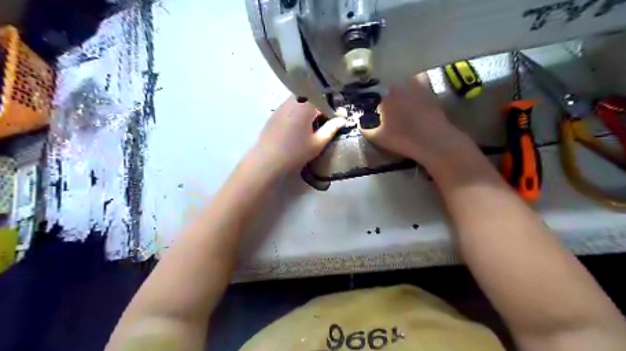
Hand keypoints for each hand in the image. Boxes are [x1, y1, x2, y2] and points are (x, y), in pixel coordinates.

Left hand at [251, 96, 346, 174]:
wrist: (267, 160)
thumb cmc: (295, 153)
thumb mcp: (317, 143)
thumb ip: (331, 129)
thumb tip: (342, 119)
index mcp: (305, 106)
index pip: (323, 99)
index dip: (332, 108)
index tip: (338, 118)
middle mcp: (293, 101)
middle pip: (311, 97)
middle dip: (320, 106)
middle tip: (326, 121)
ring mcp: (281, 106)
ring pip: (300, 101)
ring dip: (309, 109)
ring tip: (313, 124)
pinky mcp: (274, 113)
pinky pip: (290, 106)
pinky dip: (298, 112)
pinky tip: (299, 126)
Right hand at [357, 72, 468, 166]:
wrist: (432, 140)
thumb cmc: (402, 138)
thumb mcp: (378, 138)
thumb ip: (365, 130)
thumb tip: (359, 125)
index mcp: (385, 96)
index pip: (375, 92)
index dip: (374, 100)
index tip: (375, 108)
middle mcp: (400, 85)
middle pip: (390, 84)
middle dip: (387, 92)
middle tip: (387, 103)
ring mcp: (417, 85)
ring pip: (406, 79)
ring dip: (402, 84)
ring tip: (401, 96)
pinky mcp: (431, 90)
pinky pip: (421, 81)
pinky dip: (417, 84)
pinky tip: (416, 95)